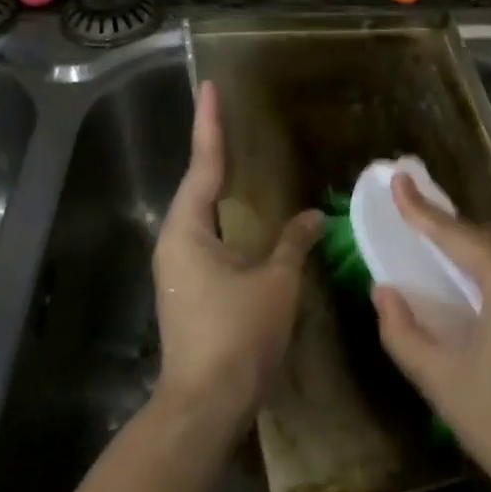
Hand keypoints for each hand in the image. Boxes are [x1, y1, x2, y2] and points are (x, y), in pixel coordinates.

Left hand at [151, 80, 321, 437]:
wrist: (205, 403)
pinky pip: (209, 239)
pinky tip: (245, 220)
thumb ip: (294, 242)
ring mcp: (178, 269)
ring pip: (202, 215)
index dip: (210, 124)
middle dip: (214, 151)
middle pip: (197, 185)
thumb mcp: (276, 281)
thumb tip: (315, 217)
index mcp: (189, 230)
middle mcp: (175, 242)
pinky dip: (227, 219)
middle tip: (228, 117)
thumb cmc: (238, 333)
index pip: (204, 164)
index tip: (210, 87)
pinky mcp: (188, 290)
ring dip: (219, 186)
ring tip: (237, 157)